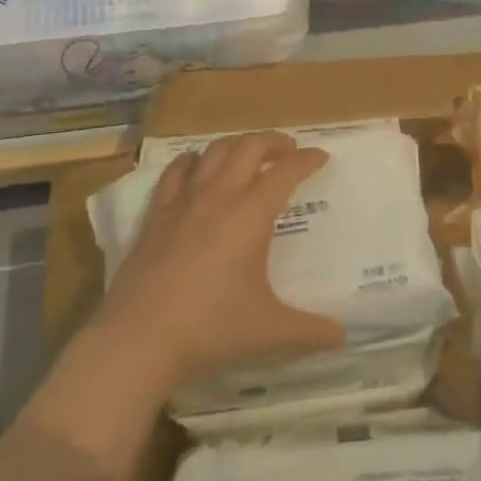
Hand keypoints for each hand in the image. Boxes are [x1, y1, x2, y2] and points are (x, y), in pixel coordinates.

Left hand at [92, 131, 345, 386]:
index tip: (321, 156)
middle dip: (273, 142)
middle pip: (250, 147)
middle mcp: (220, 195)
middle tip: (288, 151)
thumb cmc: (211, 328)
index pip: (286, 172)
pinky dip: (193, 161)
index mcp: (251, 214)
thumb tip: (342, 336)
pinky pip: (176, 171)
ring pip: (214, 151)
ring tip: (248, 155)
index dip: (307, 159)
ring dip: (237, 145)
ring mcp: (184, 200)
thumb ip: (309, 331)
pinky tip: (196, 166)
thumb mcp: (269, 332)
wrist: (139, 338)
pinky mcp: (156, 213)